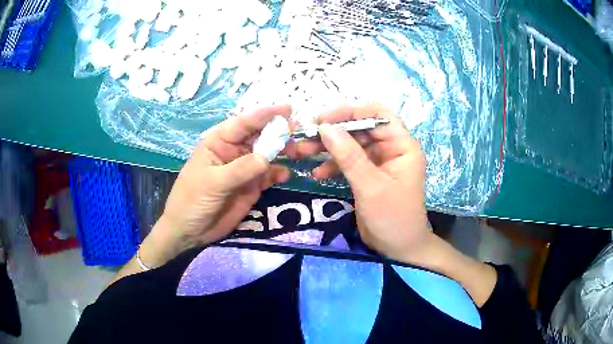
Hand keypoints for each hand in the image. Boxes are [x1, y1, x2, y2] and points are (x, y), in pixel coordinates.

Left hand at [150, 105, 292, 261]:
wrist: (190, 231)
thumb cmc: (192, 200)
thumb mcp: (213, 183)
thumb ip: (239, 169)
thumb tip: (267, 158)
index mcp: (219, 141)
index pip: (244, 123)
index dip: (265, 114)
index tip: (288, 109)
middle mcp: (234, 150)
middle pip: (259, 135)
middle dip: (279, 131)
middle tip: (299, 130)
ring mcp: (244, 168)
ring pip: (268, 153)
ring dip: (283, 151)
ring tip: (299, 152)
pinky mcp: (252, 185)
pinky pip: (269, 175)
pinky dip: (279, 173)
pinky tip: (285, 176)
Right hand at [295, 104, 433, 263]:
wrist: (398, 249)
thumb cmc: (393, 218)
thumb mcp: (371, 187)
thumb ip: (349, 156)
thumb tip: (325, 127)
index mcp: (402, 146)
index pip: (378, 115)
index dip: (351, 111)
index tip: (323, 118)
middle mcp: (391, 148)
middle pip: (360, 128)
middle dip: (333, 131)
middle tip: (305, 135)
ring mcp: (378, 161)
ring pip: (351, 144)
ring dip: (327, 148)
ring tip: (302, 152)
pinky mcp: (367, 174)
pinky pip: (348, 162)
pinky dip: (332, 165)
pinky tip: (317, 174)